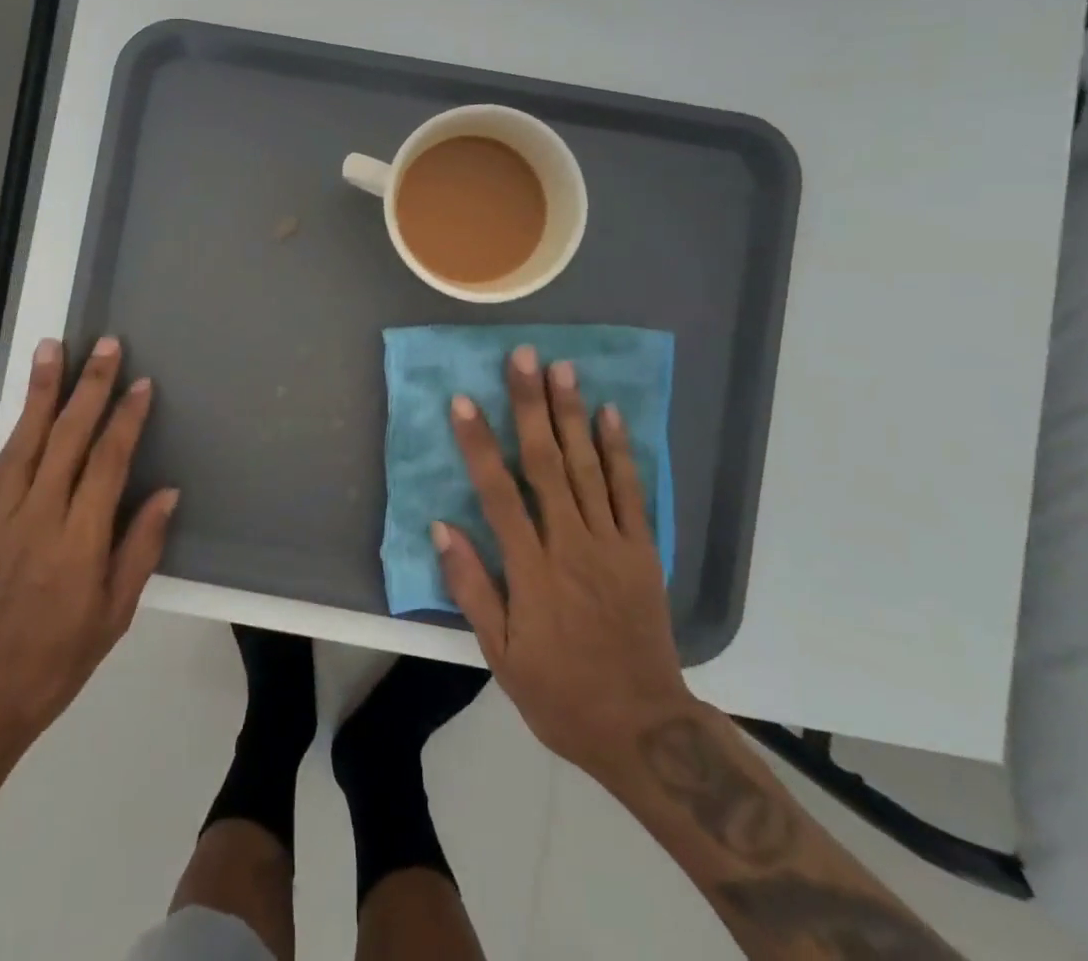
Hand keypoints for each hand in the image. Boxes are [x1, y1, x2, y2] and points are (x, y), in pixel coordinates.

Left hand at [0, 336, 178, 801]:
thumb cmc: (56, 662)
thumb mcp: (114, 615)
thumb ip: (140, 548)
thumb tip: (166, 492)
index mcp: (79, 541)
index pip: (107, 461)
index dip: (125, 418)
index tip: (140, 383)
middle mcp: (38, 516)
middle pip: (67, 437)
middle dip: (89, 386)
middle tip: (105, 345)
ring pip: (25, 439)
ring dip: (42, 390)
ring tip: (53, 348)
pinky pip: (0, 464)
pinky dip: (17, 428)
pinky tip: (28, 407)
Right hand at [433, 346, 693, 779]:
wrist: (644, 729)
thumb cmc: (560, 693)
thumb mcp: (502, 654)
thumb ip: (472, 586)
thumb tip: (442, 526)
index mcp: (531, 570)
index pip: (498, 493)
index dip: (478, 444)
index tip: (463, 401)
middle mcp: (571, 544)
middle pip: (546, 463)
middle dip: (531, 406)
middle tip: (523, 357)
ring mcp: (612, 544)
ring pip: (588, 467)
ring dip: (572, 414)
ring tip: (562, 368)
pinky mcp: (643, 551)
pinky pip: (631, 492)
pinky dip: (620, 451)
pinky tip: (609, 414)